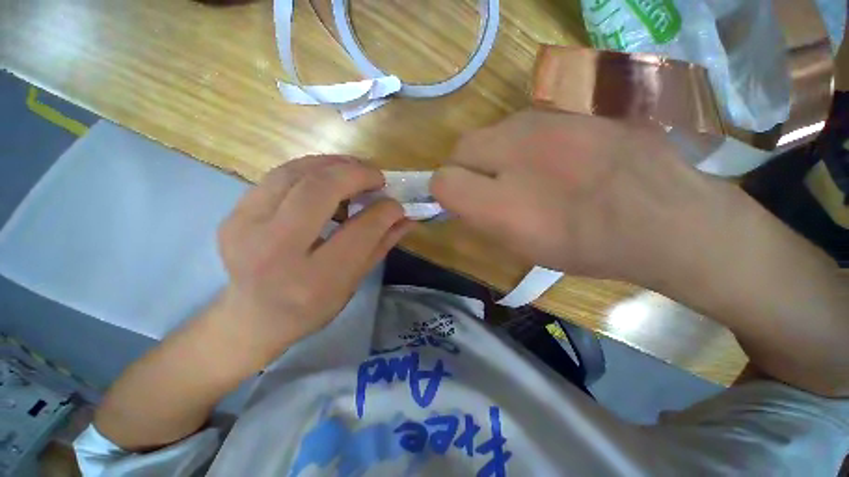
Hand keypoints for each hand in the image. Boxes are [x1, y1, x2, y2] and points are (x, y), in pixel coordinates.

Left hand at [215, 156, 411, 364]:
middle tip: (376, 177)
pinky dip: (310, 169)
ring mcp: (245, 227)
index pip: (359, 231)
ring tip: (355, 171)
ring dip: (332, 165)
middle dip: (356, 174)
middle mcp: (274, 250)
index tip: (396, 203)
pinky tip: (327, 177)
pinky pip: (278, 176)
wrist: (252, 317)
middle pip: (319, 190)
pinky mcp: (234, 214)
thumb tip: (406, 217)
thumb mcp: (353, 282)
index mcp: (314, 279)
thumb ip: (381, 245)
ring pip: (295, 173)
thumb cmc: (311, 307)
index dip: (384, 211)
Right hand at [431, 110, 741, 286]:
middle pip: (462, 146)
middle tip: (489, 187)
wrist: (666, 219)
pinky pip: (526, 122)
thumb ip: (479, 218)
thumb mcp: (521, 246)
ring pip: (493, 130)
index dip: (445, 192)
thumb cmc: (586, 246)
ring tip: (526, 173)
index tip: (461, 201)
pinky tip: (553, 157)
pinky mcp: (575, 106)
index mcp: (503, 202)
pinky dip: (524, 141)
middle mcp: (517, 151)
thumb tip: (458, 196)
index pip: (442, 180)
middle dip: (464, 167)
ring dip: (494, 153)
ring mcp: (549, 120)